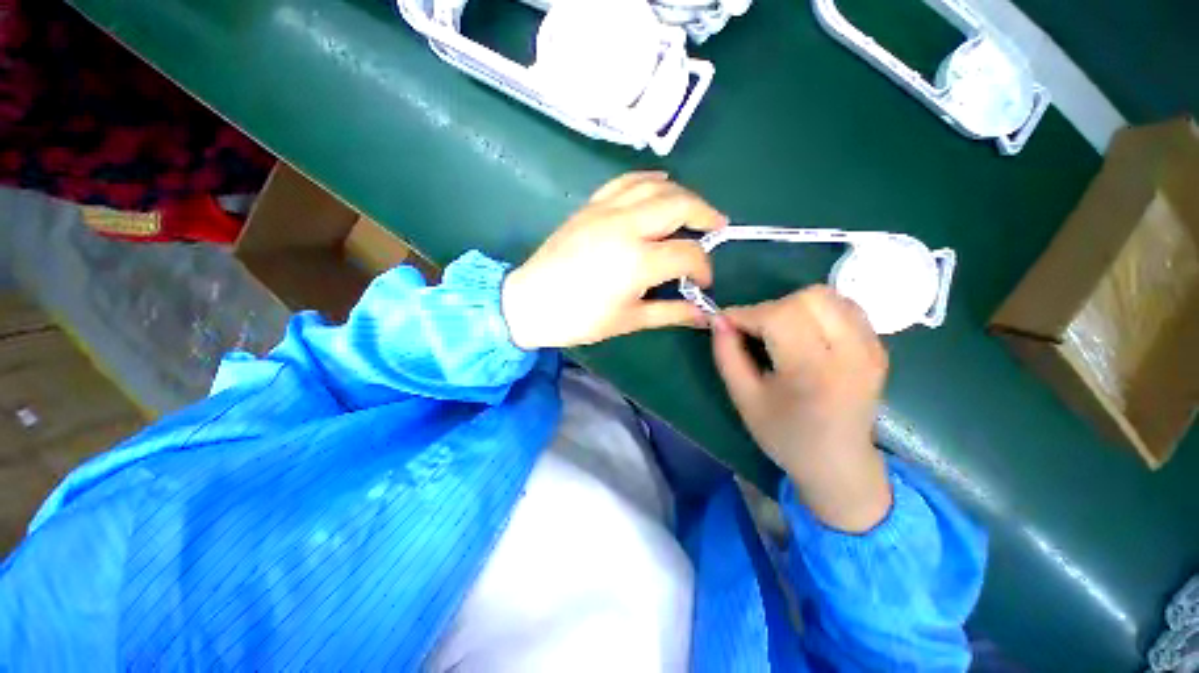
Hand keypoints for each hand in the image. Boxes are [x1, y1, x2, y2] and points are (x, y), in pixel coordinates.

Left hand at [502, 172, 726, 349]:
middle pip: (679, 204)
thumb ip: (670, 313)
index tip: (703, 283)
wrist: (530, 302)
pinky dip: (648, 179)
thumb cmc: (579, 318)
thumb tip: (703, 315)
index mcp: (637, 261)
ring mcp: (606, 210)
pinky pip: (625, 181)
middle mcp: (626, 226)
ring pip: (655, 185)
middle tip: (717, 227)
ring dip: (681, 193)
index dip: (703, 268)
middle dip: (705, 214)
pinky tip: (660, 183)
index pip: (687, 254)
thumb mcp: (629, 321)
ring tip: (693, 209)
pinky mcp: (590, 206)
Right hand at [711, 286, 891, 532]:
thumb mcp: (744, 398)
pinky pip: (845, 306)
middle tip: (755, 330)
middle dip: (770, 307)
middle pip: (808, 298)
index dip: (745, 313)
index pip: (779, 316)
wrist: (839, 463)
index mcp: (813, 373)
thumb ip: (727, 355)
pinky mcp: (879, 346)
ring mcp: (871, 348)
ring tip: (779, 329)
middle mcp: (850, 353)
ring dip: (794, 305)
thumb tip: (718, 320)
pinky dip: (817, 309)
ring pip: (828, 296)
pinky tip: (805, 331)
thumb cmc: (785, 435)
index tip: (725, 323)